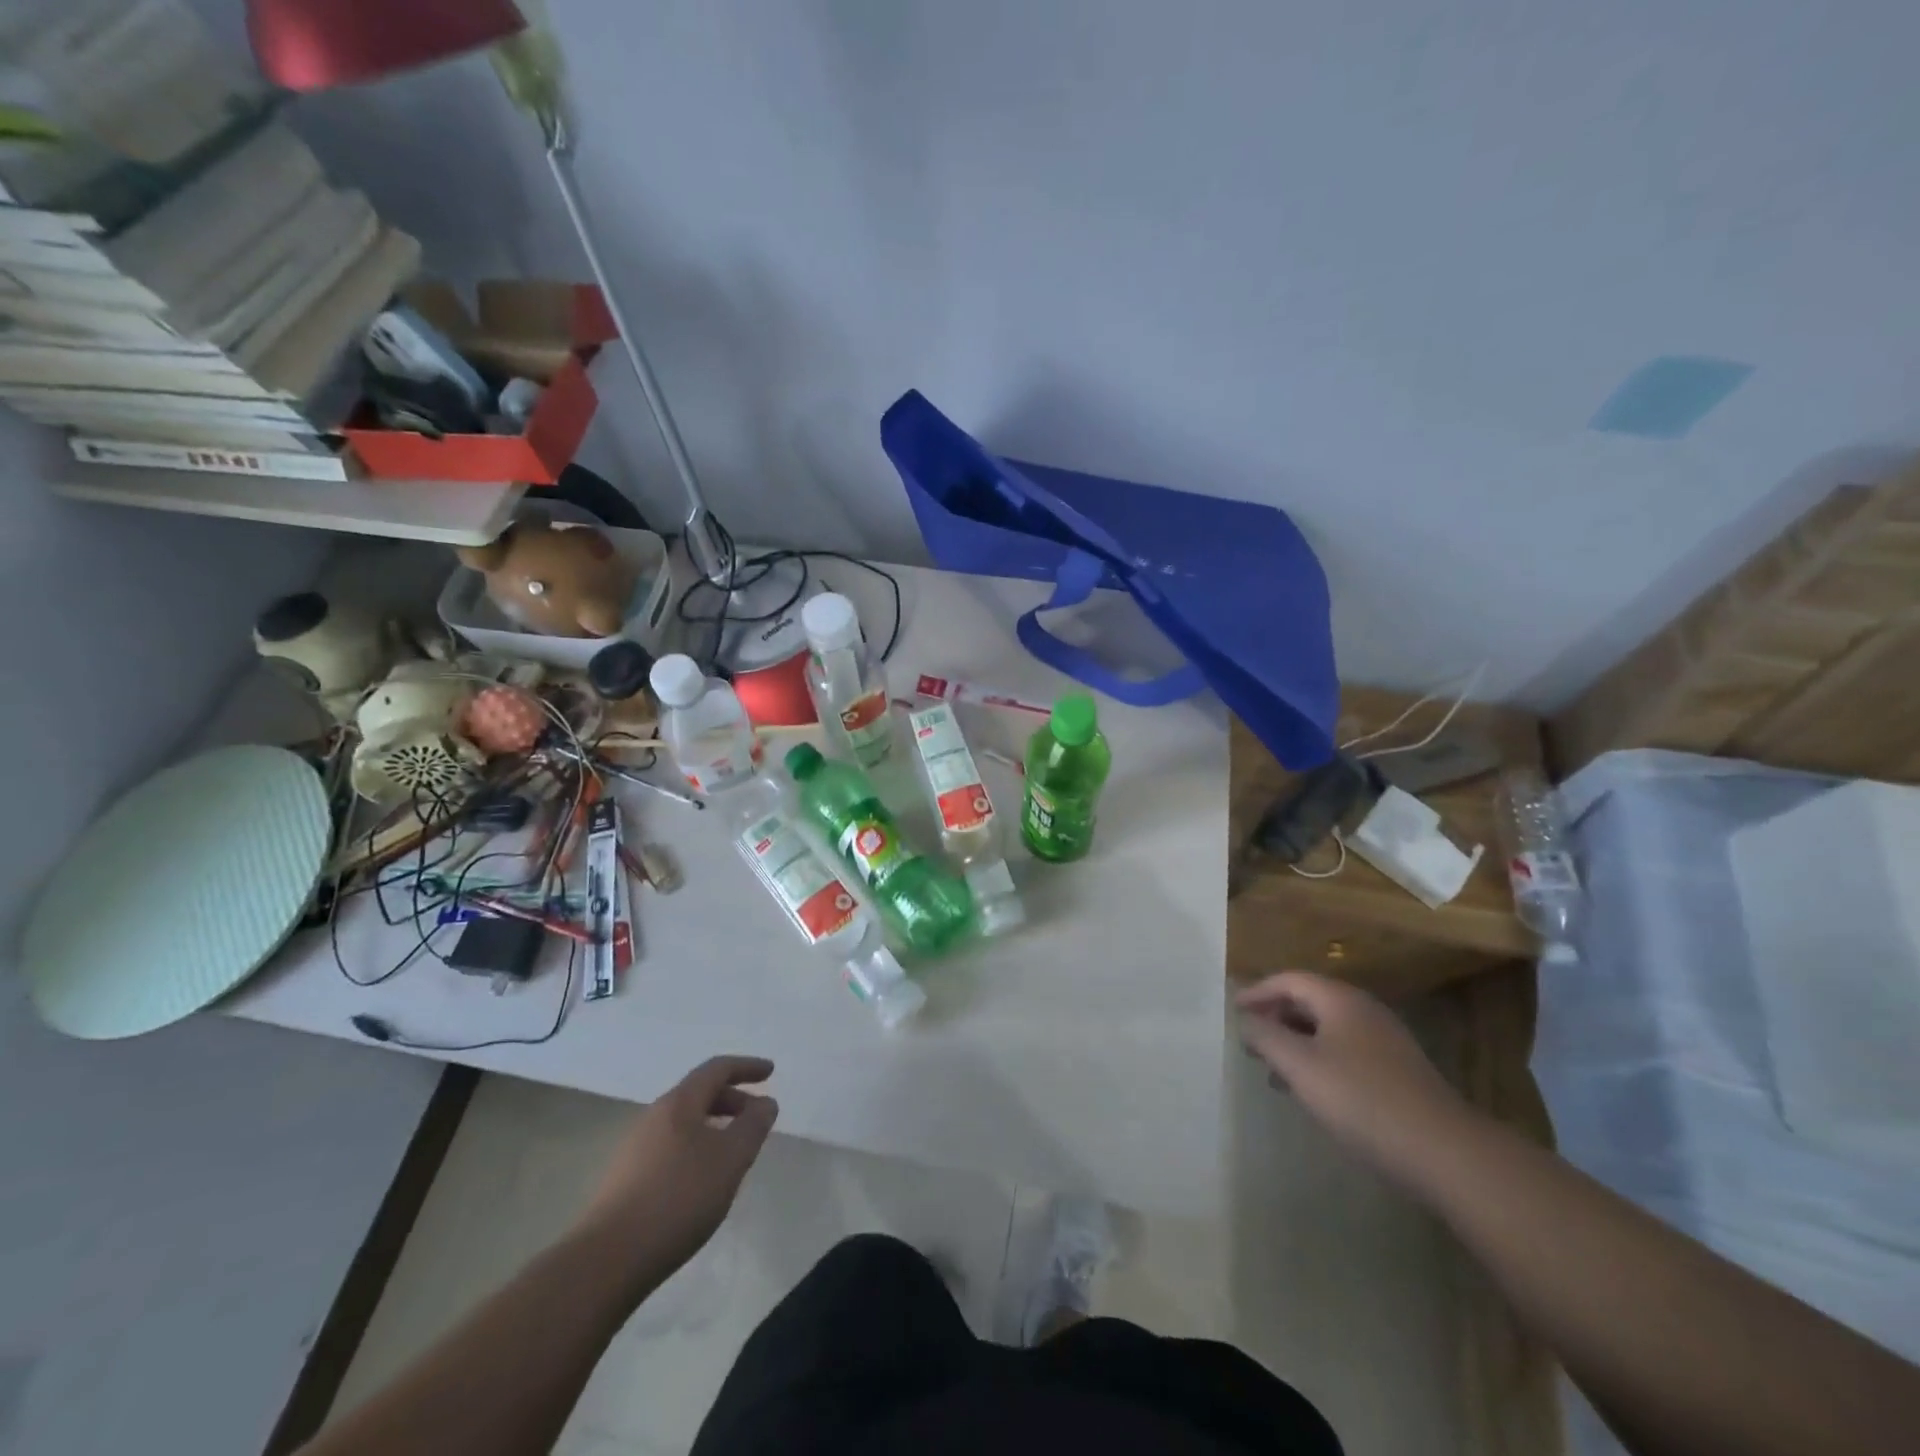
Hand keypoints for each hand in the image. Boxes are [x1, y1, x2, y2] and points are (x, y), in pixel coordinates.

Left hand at [574, 1055, 778, 1287]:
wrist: (606, 1261)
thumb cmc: (678, 1198)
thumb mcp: (730, 1159)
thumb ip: (753, 1126)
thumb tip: (765, 1103)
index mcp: (679, 1103)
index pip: (717, 1069)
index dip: (746, 1067)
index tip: (770, 1072)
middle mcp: (654, 1117)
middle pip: (699, 1094)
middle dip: (732, 1099)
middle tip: (757, 1118)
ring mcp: (635, 1149)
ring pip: (684, 1123)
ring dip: (714, 1126)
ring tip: (734, 1151)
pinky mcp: (625, 1180)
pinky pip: (671, 1147)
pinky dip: (696, 1148)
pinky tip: (703, 1180)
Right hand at [1237, 972, 1475, 1188]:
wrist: (1444, 1151)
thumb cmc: (1361, 1099)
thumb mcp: (1300, 1065)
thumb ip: (1265, 1036)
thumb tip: (1245, 1019)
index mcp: (1340, 999)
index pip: (1289, 980)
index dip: (1258, 992)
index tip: (1234, 1011)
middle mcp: (1364, 1010)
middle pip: (1309, 1000)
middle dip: (1275, 1016)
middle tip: (1250, 1038)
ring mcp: (1385, 1041)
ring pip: (1327, 1028)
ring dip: (1296, 1040)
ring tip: (1273, 1068)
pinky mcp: (1397, 1071)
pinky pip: (1345, 1050)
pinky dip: (1318, 1058)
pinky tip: (1312, 1089)